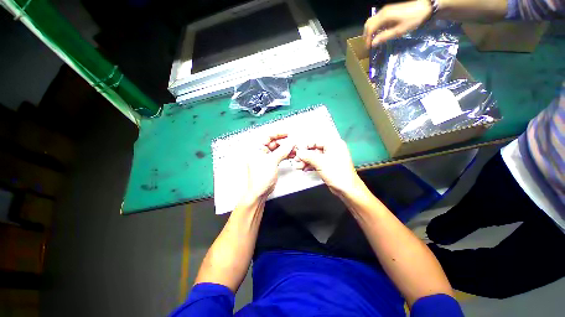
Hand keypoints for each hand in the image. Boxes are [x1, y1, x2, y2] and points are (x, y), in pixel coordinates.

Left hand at [243, 133, 294, 200]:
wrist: (260, 191)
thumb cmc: (260, 178)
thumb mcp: (272, 161)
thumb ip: (282, 151)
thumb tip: (289, 143)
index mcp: (257, 149)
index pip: (268, 137)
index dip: (278, 134)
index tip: (287, 134)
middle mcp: (261, 152)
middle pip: (274, 143)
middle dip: (284, 143)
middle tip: (293, 144)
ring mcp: (266, 158)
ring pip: (278, 150)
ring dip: (286, 149)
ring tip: (294, 150)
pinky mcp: (271, 163)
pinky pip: (279, 156)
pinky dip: (286, 155)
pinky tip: (292, 155)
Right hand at [294, 138, 361, 194]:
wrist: (346, 189)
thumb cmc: (335, 172)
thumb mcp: (320, 162)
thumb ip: (307, 156)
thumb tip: (298, 152)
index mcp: (333, 144)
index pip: (316, 141)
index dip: (305, 146)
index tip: (296, 151)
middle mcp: (332, 149)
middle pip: (315, 150)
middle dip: (304, 156)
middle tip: (295, 160)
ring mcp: (330, 158)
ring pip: (315, 157)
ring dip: (306, 162)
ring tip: (298, 166)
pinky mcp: (329, 166)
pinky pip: (318, 163)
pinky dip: (311, 166)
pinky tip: (304, 169)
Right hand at [364, 0, 431, 47]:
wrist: (425, 6)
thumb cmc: (413, 19)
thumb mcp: (399, 31)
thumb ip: (385, 37)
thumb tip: (373, 44)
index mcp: (384, 17)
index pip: (370, 29)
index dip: (367, 40)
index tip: (368, 48)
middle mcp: (382, 12)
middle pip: (368, 24)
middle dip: (366, 35)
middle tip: (368, 44)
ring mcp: (385, 10)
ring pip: (371, 21)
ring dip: (369, 31)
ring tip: (371, 40)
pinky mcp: (389, 10)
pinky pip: (377, 19)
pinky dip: (374, 27)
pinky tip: (378, 33)